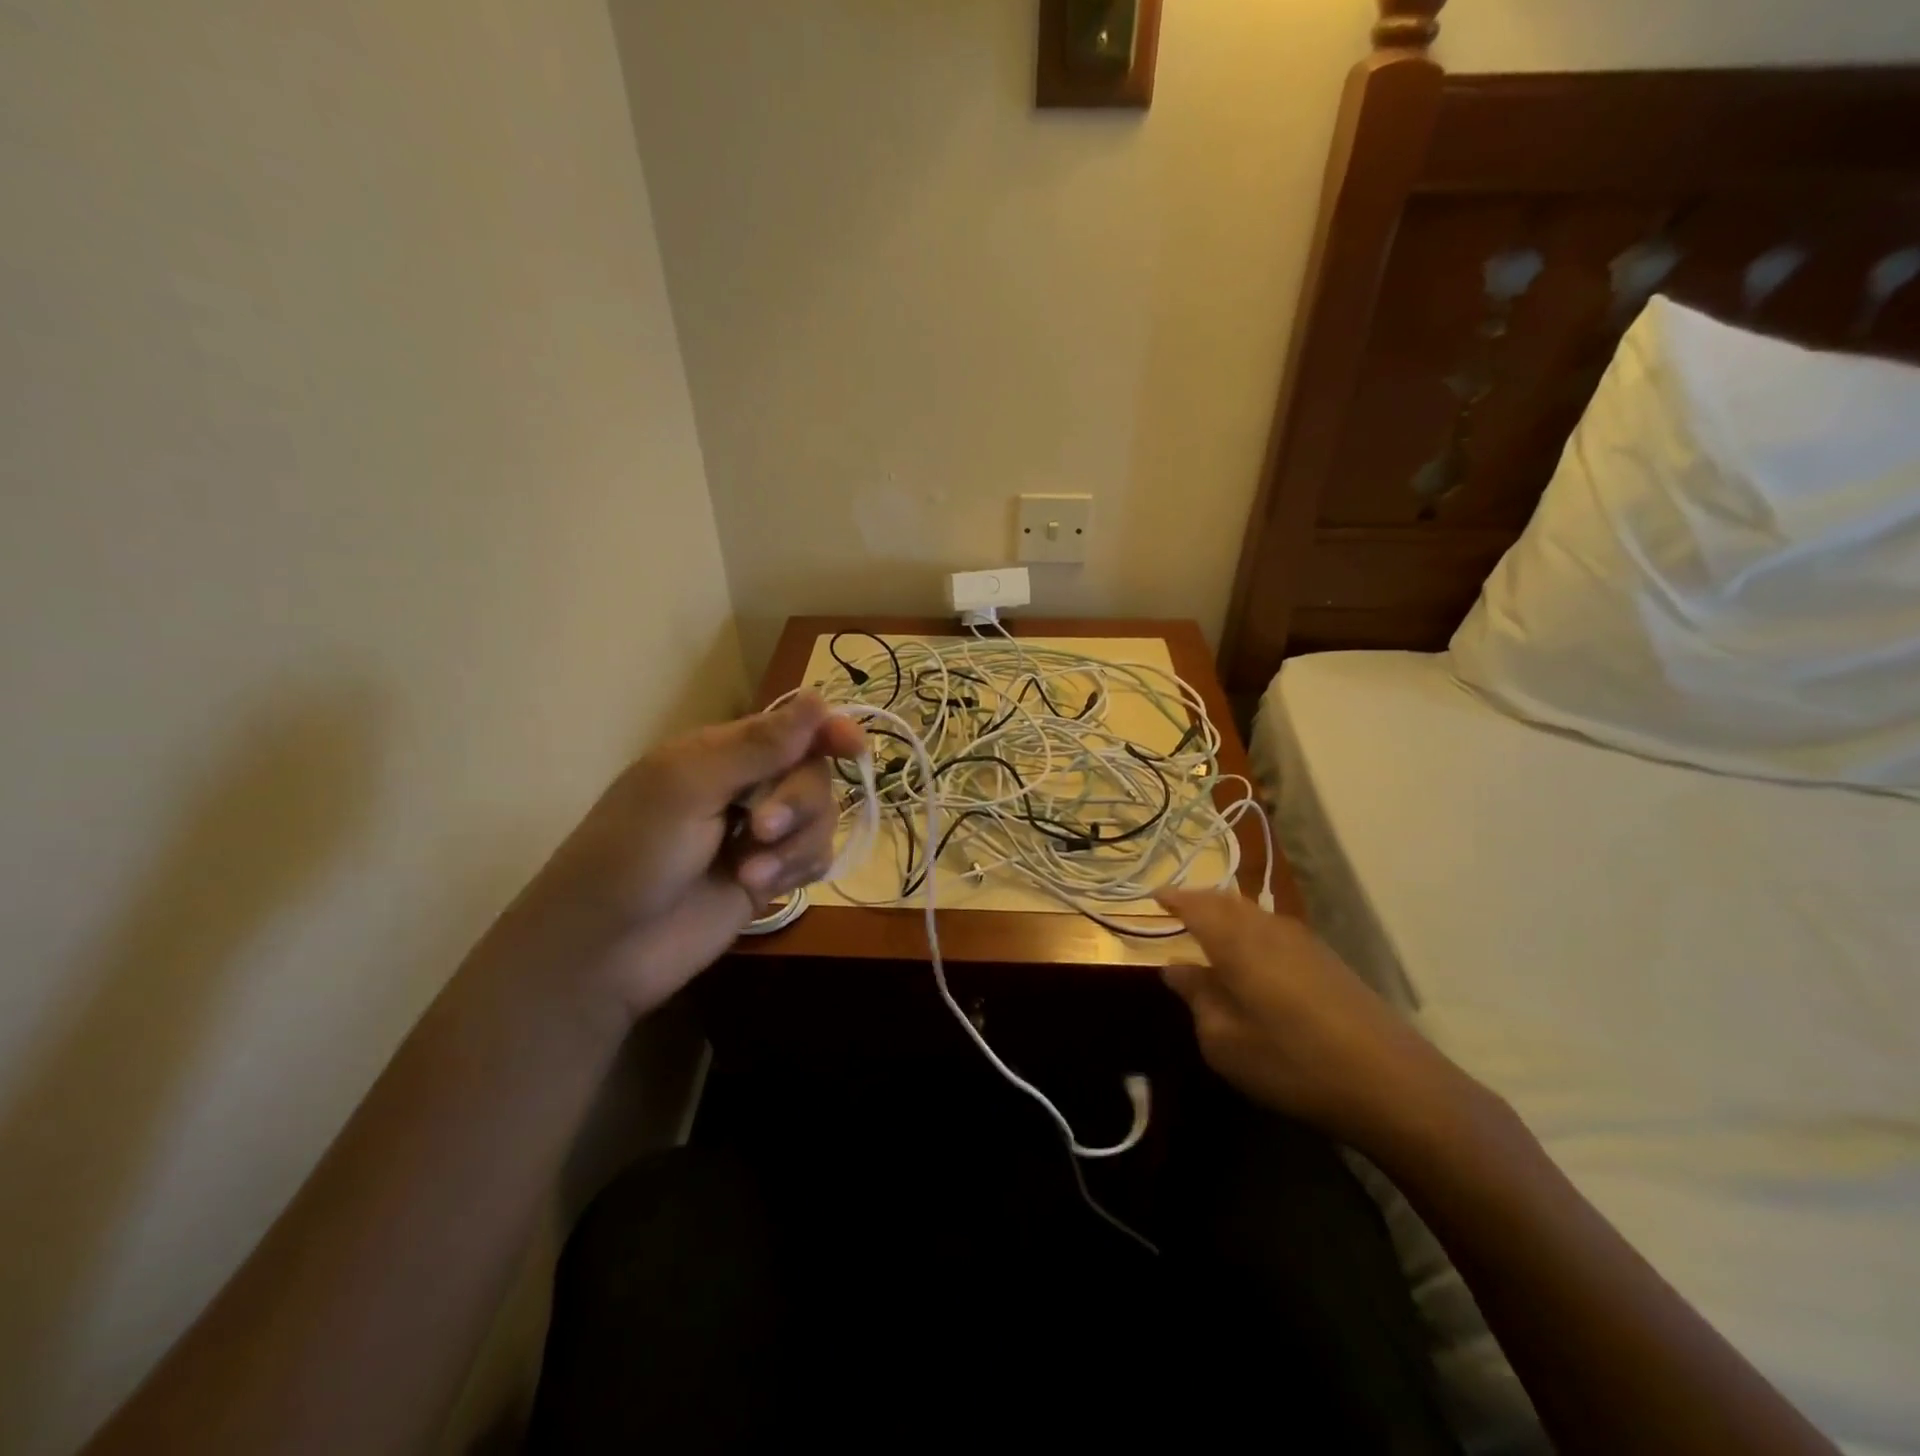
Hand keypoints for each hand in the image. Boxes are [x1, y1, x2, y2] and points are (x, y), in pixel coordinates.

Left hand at [507, 693, 864, 1019]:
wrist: (605, 951)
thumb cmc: (632, 854)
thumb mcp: (688, 787)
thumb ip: (757, 747)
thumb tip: (818, 697)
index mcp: (720, 753)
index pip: (790, 727)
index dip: (827, 731)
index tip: (852, 747)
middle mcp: (746, 787)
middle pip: (813, 773)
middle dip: (797, 801)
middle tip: (759, 829)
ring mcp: (759, 835)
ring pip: (821, 817)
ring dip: (794, 845)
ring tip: (751, 874)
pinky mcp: (770, 877)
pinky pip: (815, 857)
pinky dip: (796, 870)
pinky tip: (759, 889)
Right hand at [1156, 889, 1466, 1151]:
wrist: (1392, 1083)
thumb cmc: (1293, 1062)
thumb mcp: (1225, 1041)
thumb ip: (1197, 997)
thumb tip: (1176, 967)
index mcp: (1236, 942)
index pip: (1195, 905)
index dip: (1172, 899)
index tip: (1152, 897)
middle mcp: (1268, 929)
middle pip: (1226, 900)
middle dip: (1198, 900)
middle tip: (1176, 909)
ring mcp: (1303, 941)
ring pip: (1253, 912)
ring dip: (1226, 913)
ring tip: (1209, 930)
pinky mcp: (1327, 959)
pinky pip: (1274, 929)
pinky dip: (1251, 929)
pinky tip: (1252, 956)